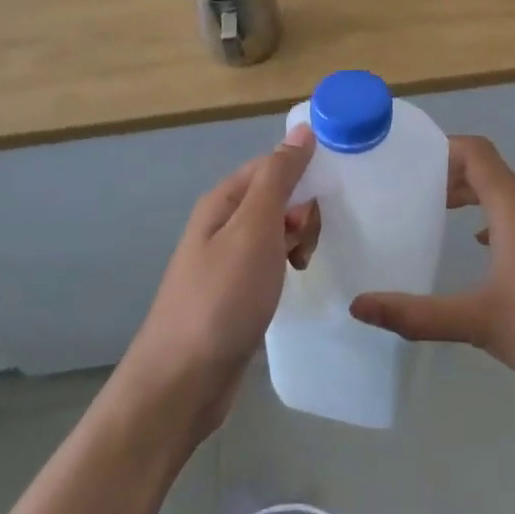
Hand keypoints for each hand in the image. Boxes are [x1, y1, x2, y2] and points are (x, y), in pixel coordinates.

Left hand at [118, 128, 318, 437]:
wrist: (183, 382)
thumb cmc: (222, 298)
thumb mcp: (255, 229)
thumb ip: (278, 177)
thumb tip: (302, 131)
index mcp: (223, 202)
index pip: (271, 165)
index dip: (302, 174)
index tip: (331, 198)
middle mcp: (222, 225)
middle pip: (275, 197)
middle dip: (302, 213)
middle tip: (307, 245)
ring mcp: (227, 262)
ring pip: (276, 233)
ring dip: (297, 242)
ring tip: (302, 268)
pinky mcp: (235, 294)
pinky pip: (270, 264)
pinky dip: (286, 268)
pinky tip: (293, 286)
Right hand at [351, 135, 514, 398]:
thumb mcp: (480, 322)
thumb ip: (418, 314)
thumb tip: (360, 306)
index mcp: (514, 204)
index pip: (475, 151)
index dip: (441, 148)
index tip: (407, 160)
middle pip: (489, 170)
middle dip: (449, 176)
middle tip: (411, 193)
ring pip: (508, 194)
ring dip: (474, 197)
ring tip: (440, 216)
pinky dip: (498, 218)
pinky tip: (486, 249)